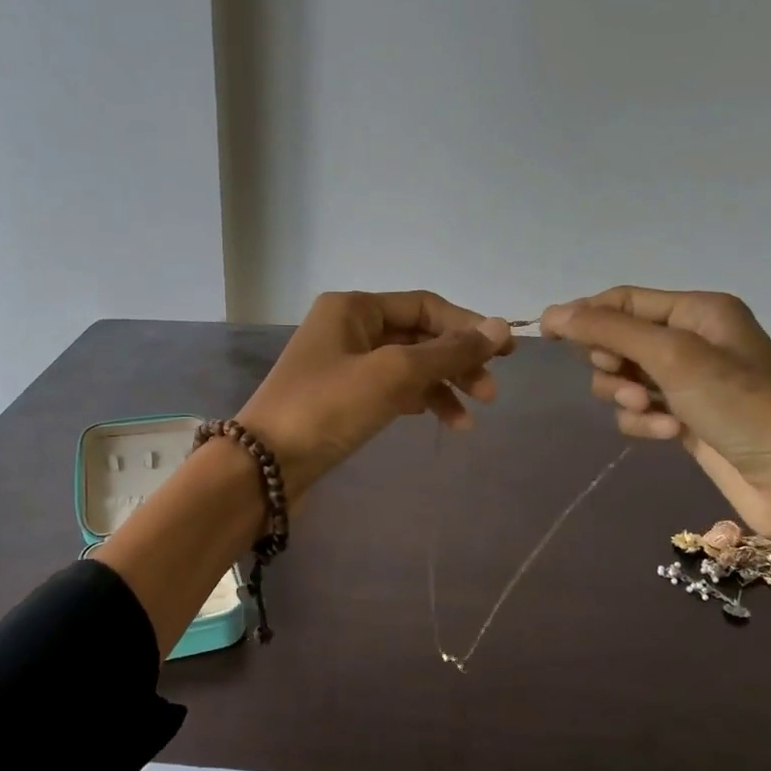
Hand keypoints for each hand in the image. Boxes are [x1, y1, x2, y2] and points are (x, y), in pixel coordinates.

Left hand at [238, 291, 513, 502]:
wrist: (266, 465)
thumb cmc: (328, 407)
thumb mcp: (393, 374)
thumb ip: (448, 351)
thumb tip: (502, 327)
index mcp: (353, 308)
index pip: (425, 306)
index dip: (467, 326)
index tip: (504, 355)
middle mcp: (347, 328)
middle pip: (418, 336)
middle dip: (456, 363)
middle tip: (490, 394)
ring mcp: (343, 365)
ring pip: (407, 367)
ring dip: (441, 388)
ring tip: (469, 422)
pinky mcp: (342, 399)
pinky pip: (391, 390)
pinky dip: (418, 402)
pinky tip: (441, 421)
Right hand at [539, 286, 770, 538]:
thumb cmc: (740, 405)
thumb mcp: (672, 357)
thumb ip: (609, 331)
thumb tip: (550, 312)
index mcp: (698, 310)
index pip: (624, 300)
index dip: (585, 315)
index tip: (546, 336)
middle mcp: (692, 339)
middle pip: (618, 340)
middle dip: (613, 364)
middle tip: (628, 382)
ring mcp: (688, 382)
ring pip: (623, 379)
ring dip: (627, 397)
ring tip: (653, 413)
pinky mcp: (684, 418)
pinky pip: (639, 410)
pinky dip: (645, 422)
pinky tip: (669, 434)